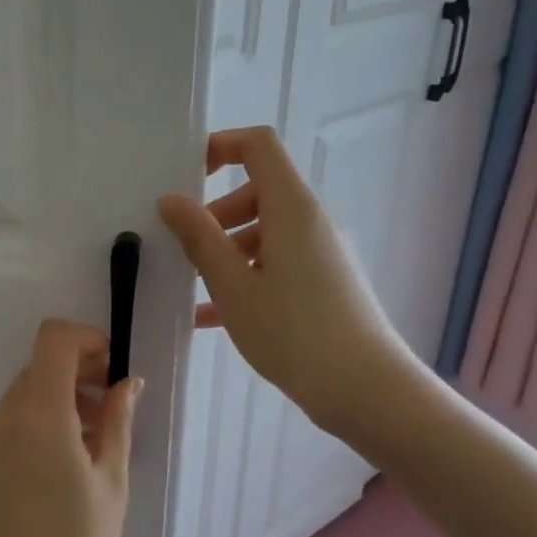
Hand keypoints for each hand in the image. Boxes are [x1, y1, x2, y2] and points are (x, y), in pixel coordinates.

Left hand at [0, 320, 138, 536]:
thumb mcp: (111, 483)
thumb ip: (118, 422)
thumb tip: (126, 382)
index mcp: (40, 415)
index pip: (53, 339)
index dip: (86, 339)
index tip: (111, 368)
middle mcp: (5, 415)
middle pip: (41, 365)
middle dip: (79, 372)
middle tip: (112, 409)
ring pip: (27, 391)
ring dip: (61, 397)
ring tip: (93, 440)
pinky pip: (12, 418)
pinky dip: (40, 418)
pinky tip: (64, 460)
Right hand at [157, 126, 422, 439]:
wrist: (365, 390)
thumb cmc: (293, 331)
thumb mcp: (232, 285)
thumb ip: (199, 238)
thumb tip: (170, 200)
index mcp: (291, 208)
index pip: (258, 146)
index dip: (220, 147)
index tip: (186, 177)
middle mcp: (310, 221)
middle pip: (257, 192)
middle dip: (214, 214)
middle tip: (182, 250)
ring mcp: (321, 253)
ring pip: (264, 232)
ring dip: (225, 251)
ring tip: (192, 289)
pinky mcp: (325, 283)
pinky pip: (277, 263)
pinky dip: (245, 276)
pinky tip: (211, 315)